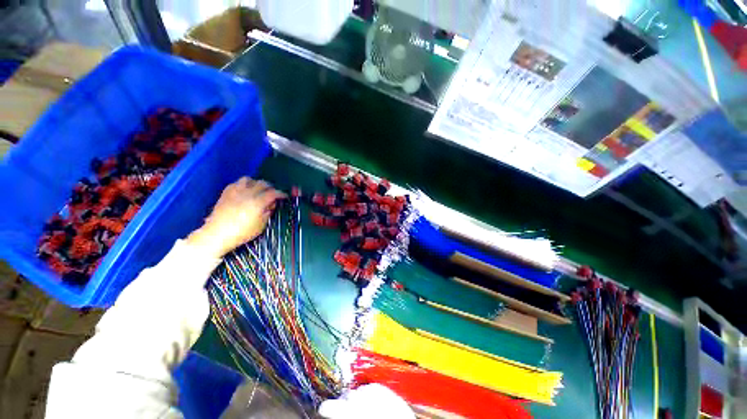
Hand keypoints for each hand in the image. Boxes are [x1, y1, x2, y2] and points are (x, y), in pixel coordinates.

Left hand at [187, 177, 285, 258]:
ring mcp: (235, 191)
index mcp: (258, 202)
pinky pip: (237, 183)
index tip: (285, 196)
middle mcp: (248, 193)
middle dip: (270, 187)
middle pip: (263, 183)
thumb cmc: (242, 233)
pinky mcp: (226, 193)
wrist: (217, 234)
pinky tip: (244, 192)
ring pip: (249, 179)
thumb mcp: (260, 226)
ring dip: (256, 183)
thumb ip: (268, 213)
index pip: (273, 193)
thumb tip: (271, 205)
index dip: (281, 194)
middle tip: (273, 193)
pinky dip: (244, 185)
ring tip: (258, 190)